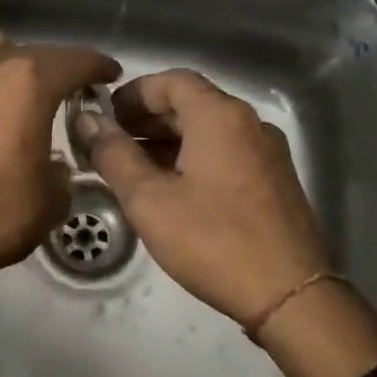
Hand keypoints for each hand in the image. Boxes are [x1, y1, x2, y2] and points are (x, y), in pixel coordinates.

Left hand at [0, 28, 118, 339]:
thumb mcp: (52, 197)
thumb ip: (61, 166)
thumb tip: (52, 161)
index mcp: (30, 84)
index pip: (75, 61)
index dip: (97, 66)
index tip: (108, 74)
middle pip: (32, 51)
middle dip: (54, 69)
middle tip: (63, 92)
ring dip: (6, 60)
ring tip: (11, 87)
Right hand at [75, 69, 376, 376]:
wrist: (289, 296)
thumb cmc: (212, 241)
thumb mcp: (149, 200)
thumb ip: (114, 155)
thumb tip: (87, 121)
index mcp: (220, 117)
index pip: (171, 81)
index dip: (132, 93)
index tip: (103, 115)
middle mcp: (248, 123)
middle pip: (190, 102)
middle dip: (145, 118)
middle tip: (109, 143)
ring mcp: (266, 152)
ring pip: (208, 129)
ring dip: (166, 139)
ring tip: (130, 167)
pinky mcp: (274, 179)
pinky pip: (225, 152)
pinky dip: (192, 156)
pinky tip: (168, 188)